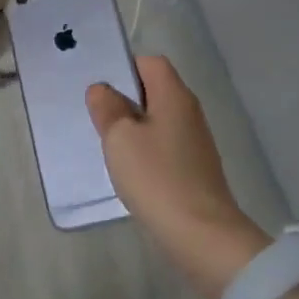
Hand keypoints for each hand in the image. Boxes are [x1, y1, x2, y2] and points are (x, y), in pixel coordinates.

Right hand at [87, 56, 269, 298]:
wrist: (201, 235)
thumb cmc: (156, 176)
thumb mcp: (120, 137)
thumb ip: (107, 107)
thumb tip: (102, 89)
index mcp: (174, 96)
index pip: (150, 63)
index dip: (125, 68)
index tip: (101, 89)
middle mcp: (189, 112)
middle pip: (154, 91)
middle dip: (125, 100)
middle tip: (97, 117)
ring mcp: (195, 142)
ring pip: (157, 120)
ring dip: (133, 127)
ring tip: (109, 145)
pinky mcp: (194, 168)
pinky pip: (164, 145)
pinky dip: (145, 150)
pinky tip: (130, 170)